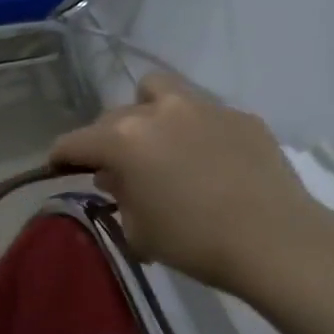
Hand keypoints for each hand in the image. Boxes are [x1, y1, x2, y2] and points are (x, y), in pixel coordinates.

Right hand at [50, 72, 333, 296]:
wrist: (275, 241)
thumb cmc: (194, 242)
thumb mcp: (138, 229)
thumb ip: (120, 195)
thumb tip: (117, 177)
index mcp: (123, 140)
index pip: (74, 141)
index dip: (60, 156)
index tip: (58, 167)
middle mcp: (157, 112)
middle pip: (113, 115)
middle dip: (106, 139)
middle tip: (118, 168)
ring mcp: (202, 107)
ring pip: (157, 91)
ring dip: (147, 112)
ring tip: (158, 142)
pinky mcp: (239, 115)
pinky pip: (202, 112)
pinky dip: (192, 129)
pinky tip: (208, 160)